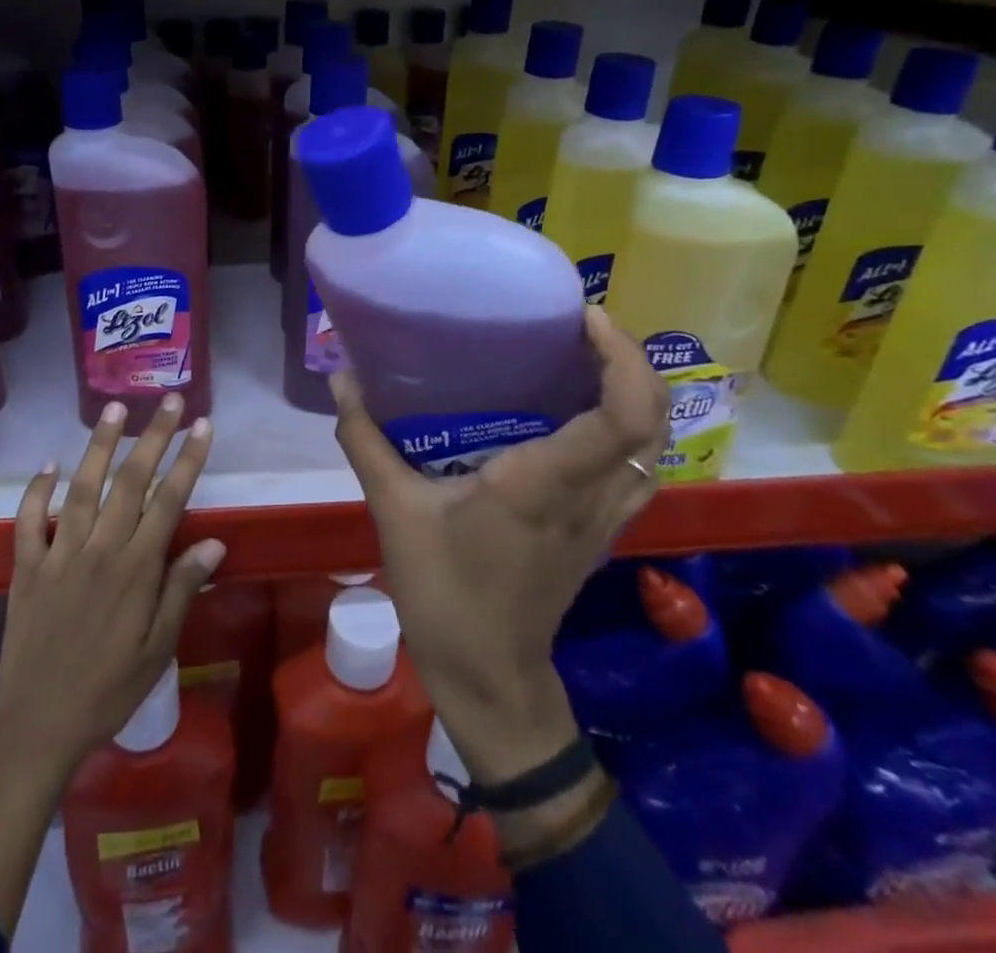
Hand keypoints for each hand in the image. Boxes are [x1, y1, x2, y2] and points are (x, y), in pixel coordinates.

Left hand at [0, 395, 222, 929]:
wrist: (38, 723)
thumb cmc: (109, 689)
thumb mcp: (158, 649)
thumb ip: (182, 590)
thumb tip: (214, 543)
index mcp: (136, 569)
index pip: (169, 500)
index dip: (188, 459)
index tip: (203, 425)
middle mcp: (100, 550)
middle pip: (131, 481)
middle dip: (153, 436)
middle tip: (169, 401)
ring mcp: (59, 554)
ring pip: (82, 487)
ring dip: (100, 445)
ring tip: (114, 408)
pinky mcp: (26, 566)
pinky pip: (29, 520)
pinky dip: (37, 489)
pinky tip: (49, 464)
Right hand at [330, 306, 668, 785]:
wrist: (488, 678)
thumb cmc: (443, 593)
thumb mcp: (393, 510)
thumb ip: (366, 440)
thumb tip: (341, 379)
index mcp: (543, 484)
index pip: (620, 416)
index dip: (623, 358)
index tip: (588, 317)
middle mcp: (589, 495)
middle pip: (652, 421)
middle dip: (633, 361)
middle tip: (581, 324)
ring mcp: (605, 518)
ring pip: (654, 446)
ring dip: (637, 392)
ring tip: (586, 355)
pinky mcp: (602, 532)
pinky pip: (638, 468)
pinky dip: (629, 427)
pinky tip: (582, 412)